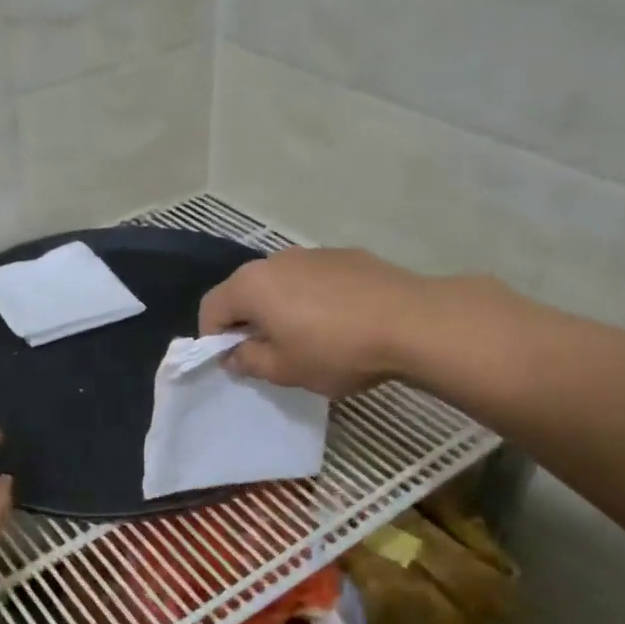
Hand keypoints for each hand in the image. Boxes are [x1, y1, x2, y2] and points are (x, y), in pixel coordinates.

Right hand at [199, 247, 494, 397]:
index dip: (213, 338)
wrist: (413, 323)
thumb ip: (248, 361)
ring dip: (280, 308)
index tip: (234, 362)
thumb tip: (234, 355)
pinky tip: (339, 322)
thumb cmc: (336, 350)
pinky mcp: (346, 256)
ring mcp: (313, 253)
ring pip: (281, 283)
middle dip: (247, 321)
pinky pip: (313, 279)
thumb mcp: (284, 369)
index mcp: (251, 285)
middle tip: (268, 353)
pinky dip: (312, 298)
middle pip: (244, 291)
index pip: (211, 308)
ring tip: (307, 337)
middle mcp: (275, 260)